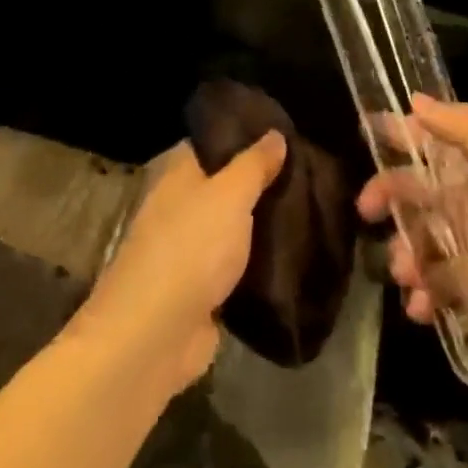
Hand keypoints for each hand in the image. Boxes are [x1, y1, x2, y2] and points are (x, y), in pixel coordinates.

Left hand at [70, 133, 284, 399]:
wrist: (156, 334)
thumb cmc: (190, 248)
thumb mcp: (229, 195)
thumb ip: (253, 165)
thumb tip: (274, 133)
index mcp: (177, 174)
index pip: (211, 143)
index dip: (244, 136)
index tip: (284, 134)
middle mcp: (179, 206)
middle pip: (224, 185)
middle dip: (260, 182)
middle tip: (310, 174)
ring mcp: (188, 250)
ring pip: (233, 227)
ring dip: (262, 224)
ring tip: (311, 210)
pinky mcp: (201, 290)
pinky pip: (236, 266)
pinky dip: (259, 263)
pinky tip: (294, 256)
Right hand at [357, 96, 467, 414]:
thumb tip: (419, 100)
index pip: (444, 140)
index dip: (407, 132)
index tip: (367, 131)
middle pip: (428, 191)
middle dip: (393, 197)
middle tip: (365, 211)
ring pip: (430, 242)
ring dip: (407, 253)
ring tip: (404, 277)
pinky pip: (443, 288)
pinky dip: (425, 295)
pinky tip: (420, 309)